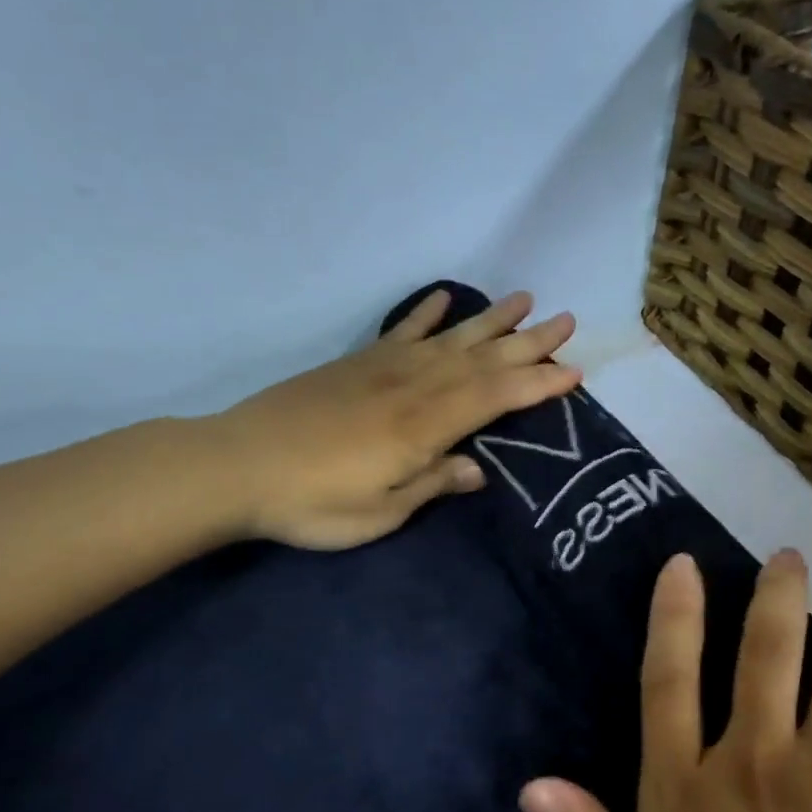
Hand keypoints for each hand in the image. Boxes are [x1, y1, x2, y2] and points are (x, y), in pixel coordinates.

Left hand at [207, 289, 579, 549]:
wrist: (237, 466)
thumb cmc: (312, 502)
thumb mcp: (380, 512)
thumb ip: (431, 484)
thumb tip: (477, 469)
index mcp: (424, 426)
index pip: (495, 397)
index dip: (537, 384)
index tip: (574, 370)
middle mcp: (412, 387)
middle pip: (481, 359)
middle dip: (527, 342)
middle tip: (566, 320)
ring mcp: (383, 369)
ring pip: (450, 339)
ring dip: (490, 320)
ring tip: (524, 299)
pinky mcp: (356, 364)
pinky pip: (402, 332)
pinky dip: (426, 313)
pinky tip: (446, 298)